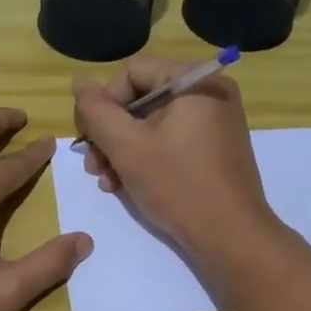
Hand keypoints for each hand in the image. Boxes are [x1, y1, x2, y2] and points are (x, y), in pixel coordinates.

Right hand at [72, 57, 276, 261]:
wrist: (231, 238)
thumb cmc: (177, 185)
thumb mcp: (126, 146)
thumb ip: (96, 111)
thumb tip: (79, 82)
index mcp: (195, 81)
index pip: (132, 72)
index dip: (104, 103)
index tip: (89, 139)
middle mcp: (210, 93)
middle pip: (141, 99)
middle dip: (110, 133)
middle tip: (92, 165)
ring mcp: (215, 122)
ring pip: (152, 124)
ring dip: (122, 150)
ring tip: (106, 180)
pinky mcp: (214, 149)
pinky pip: (170, 141)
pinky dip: (146, 158)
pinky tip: (125, 185)